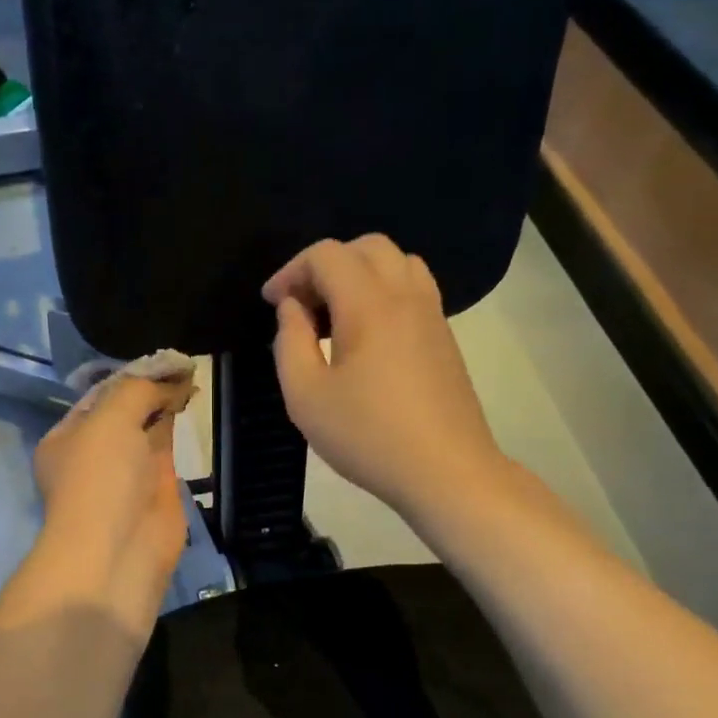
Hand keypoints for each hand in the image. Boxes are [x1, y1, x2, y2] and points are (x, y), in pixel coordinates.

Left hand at [25, 372, 195, 635]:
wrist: (118, 549)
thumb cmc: (101, 478)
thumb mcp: (110, 418)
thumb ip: (138, 390)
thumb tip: (169, 378)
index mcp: (66, 438)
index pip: (98, 396)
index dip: (128, 375)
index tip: (158, 358)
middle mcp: (93, 454)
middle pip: (123, 411)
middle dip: (147, 388)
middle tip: (179, 363)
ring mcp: (125, 472)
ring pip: (146, 427)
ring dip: (164, 402)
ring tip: (189, 374)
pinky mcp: (156, 487)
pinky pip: (165, 446)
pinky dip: (176, 423)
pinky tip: (190, 399)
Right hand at [263, 235, 502, 517]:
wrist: (446, 471)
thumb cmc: (367, 435)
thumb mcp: (306, 396)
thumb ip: (290, 342)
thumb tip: (292, 308)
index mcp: (368, 304)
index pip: (326, 255)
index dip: (291, 270)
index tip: (271, 303)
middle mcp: (405, 295)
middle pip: (366, 247)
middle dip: (325, 266)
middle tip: (302, 305)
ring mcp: (432, 313)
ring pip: (397, 262)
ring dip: (358, 274)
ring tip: (334, 315)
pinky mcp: (444, 335)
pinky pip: (413, 287)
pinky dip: (383, 291)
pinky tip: (365, 334)